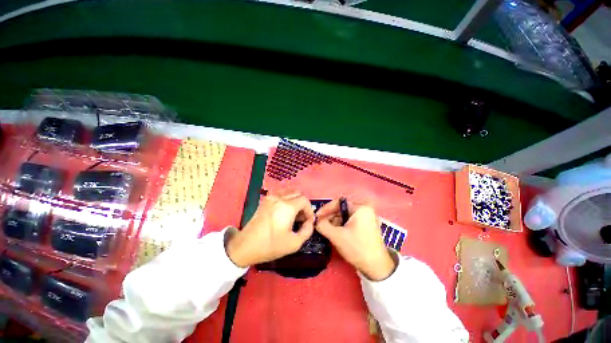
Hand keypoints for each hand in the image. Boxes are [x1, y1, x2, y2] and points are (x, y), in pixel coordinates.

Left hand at [226, 189, 314, 267]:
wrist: (246, 245)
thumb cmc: (270, 245)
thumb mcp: (294, 243)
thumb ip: (307, 230)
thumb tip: (309, 222)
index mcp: (287, 207)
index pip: (305, 200)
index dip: (309, 210)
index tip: (308, 221)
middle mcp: (280, 197)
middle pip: (299, 193)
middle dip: (304, 204)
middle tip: (302, 218)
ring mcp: (271, 197)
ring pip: (290, 191)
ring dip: (296, 200)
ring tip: (294, 214)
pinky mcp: (266, 199)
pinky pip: (282, 193)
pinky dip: (288, 198)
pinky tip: (285, 210)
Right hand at [315, 199, 395, 280]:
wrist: (377, 267)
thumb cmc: (357, 249)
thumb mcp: (337, 236)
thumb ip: (323, 225)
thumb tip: (314, 220)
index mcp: (360, 208)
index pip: (338, 203)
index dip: (326, 209)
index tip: (317, 216)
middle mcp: (365, 209)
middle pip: (342, 208)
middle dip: (330, 216)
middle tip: (320, 223)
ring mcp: (367, 217)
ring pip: (346, 214)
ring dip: (335, 221)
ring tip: (327, 229)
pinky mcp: (366, 224)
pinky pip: (351, 220)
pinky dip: (342, 224)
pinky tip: (336, 231)